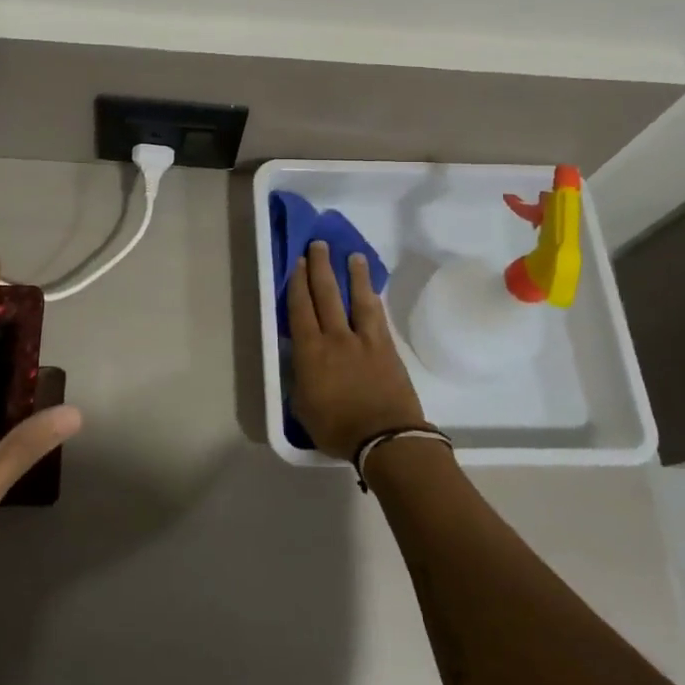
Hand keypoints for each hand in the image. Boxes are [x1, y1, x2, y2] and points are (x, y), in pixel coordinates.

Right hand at [285, 241, 425, 459]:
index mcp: (310, 351)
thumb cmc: (338, 428)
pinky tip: (371, 289)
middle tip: (318, 245)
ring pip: (357, 298)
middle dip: (320, 267)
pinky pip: (377, 314)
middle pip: (326, 294)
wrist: (386, 439)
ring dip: (353, 274)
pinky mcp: (386, 347)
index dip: (297, 283)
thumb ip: (300, 379)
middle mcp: (336, 337)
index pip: (300, 309)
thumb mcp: (303, 408)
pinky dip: (372, 298)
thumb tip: (300, 362)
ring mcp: (364, 339)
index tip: (297, 262)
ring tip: (352, 255)